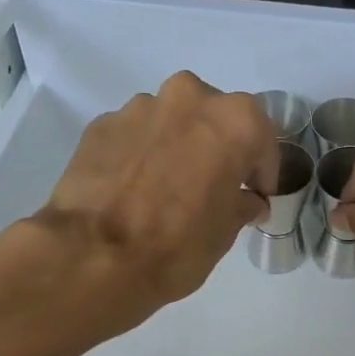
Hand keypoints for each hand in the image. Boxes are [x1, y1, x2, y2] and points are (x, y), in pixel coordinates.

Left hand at [7, 72, 277, 331]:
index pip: (262, 140)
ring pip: (171, 120)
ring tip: (166, 185)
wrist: (92, 256)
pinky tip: (133, 186)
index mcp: (234, 120)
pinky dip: (141, 152)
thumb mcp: (225, 232)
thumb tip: (246, 200)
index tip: (256, 195)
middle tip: (212, 183)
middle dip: (217, 145)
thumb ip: (241, 204)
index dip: (261, 170)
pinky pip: (135, 134)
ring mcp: (140, 107)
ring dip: (176, 144)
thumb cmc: (178, 244)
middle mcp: (189, 98)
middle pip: (215, 117)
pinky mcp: (101, 124)